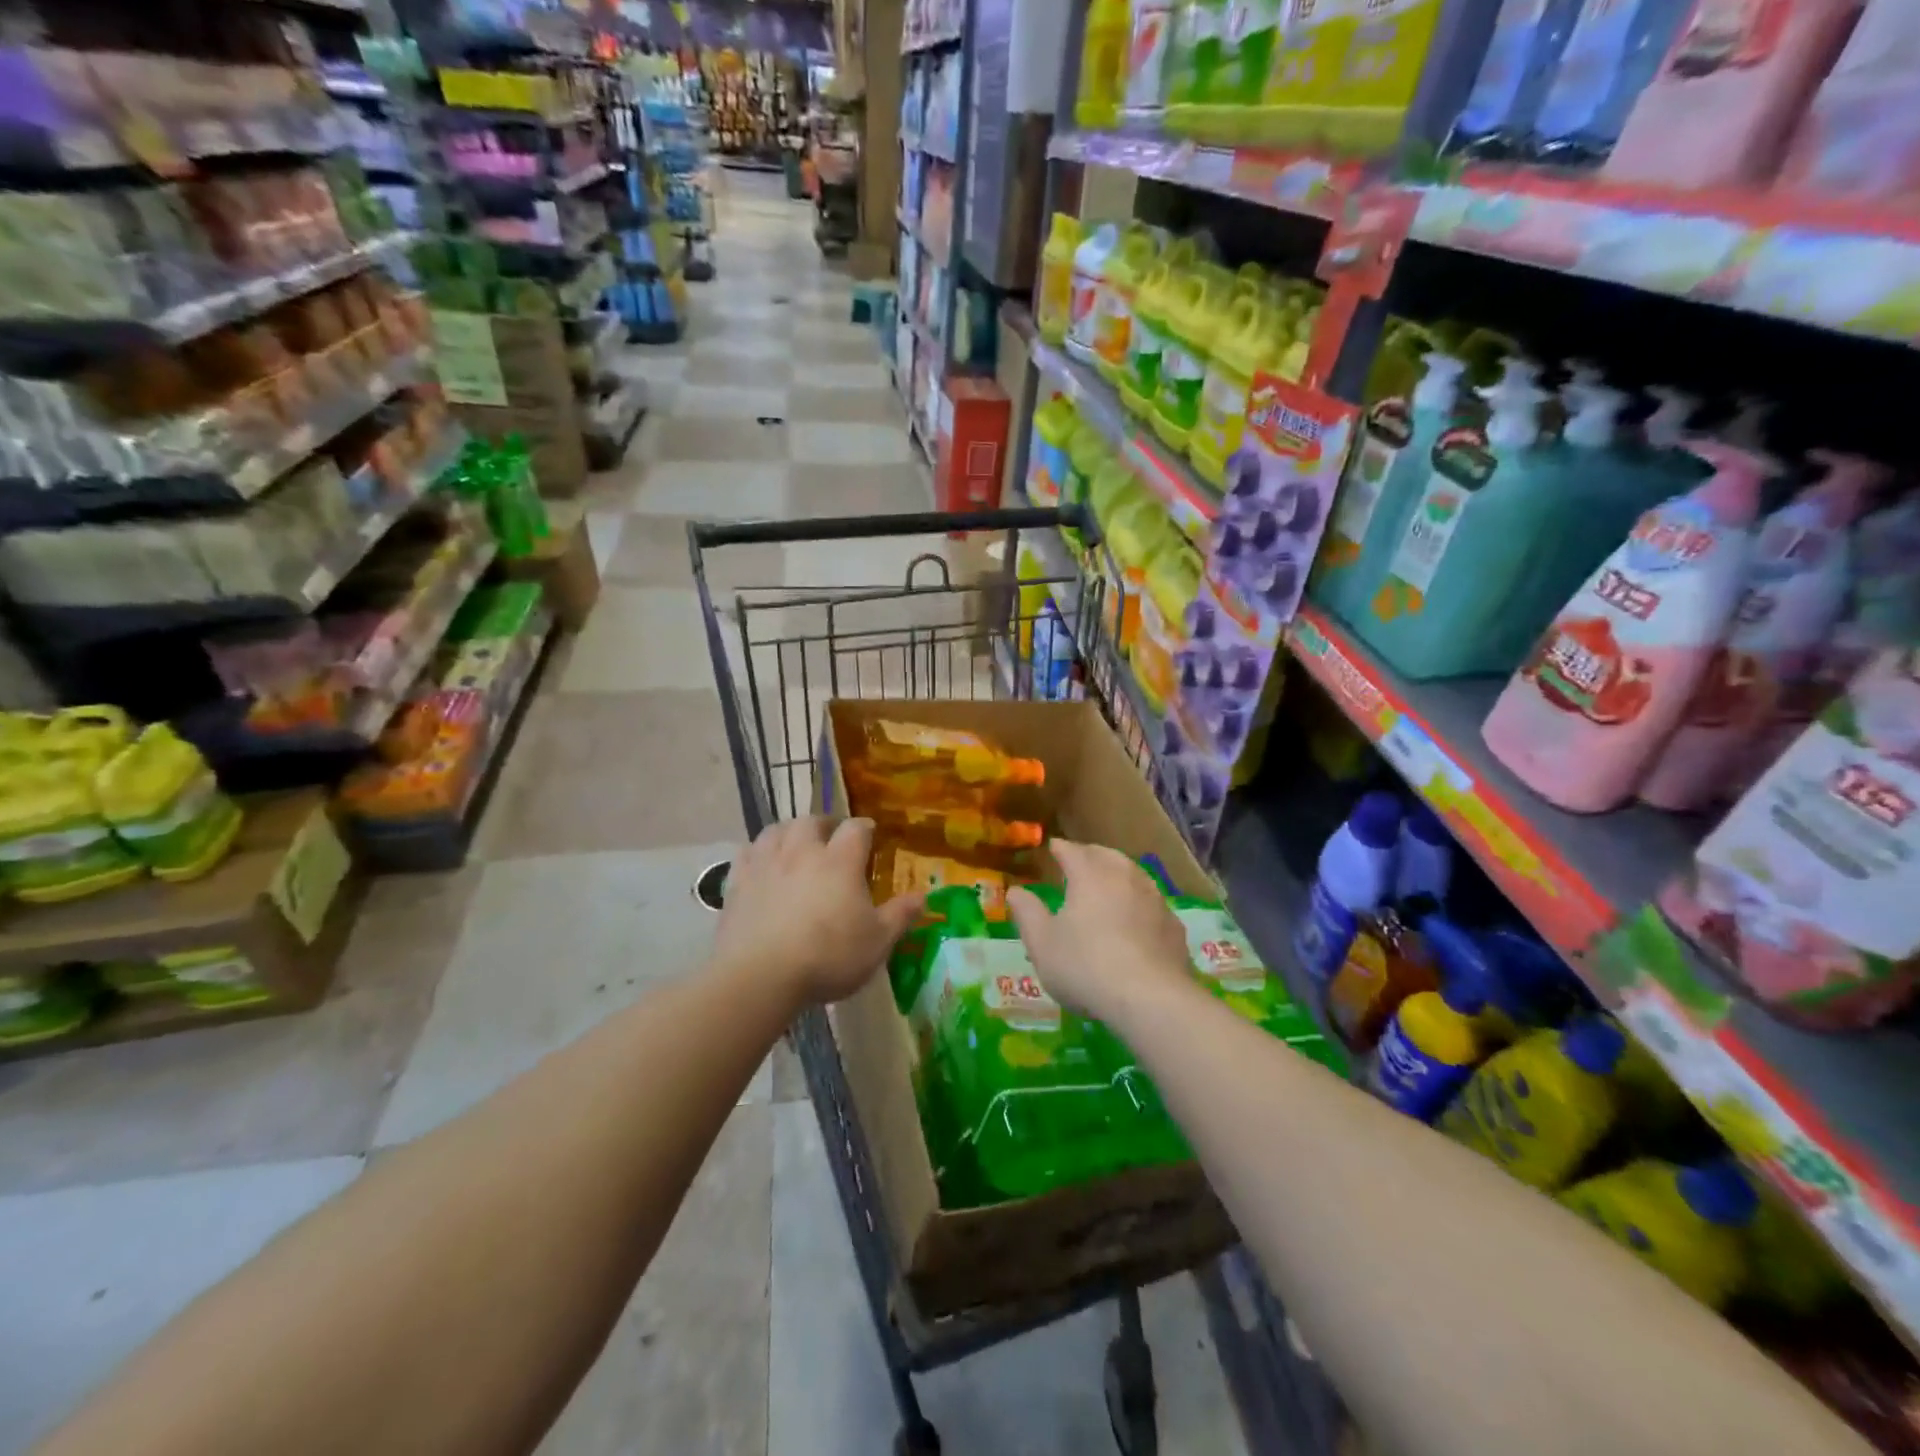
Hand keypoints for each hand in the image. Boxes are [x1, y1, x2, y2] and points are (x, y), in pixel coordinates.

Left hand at [714, 817, 925, 1006]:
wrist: (759, 976)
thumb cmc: (827, 957)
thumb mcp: (877, 942)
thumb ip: (900, 915)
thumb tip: (923, 896)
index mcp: (840, 861)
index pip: (856, 828)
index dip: (865, 828)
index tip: (870, 834)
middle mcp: (802, 851)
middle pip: (812, 821)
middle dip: (825, 824)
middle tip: (831, 837)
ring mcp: (766, 864)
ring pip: (776, 830)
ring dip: (789, 832)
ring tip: (796, 843)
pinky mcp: (737, 882)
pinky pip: (746, 852)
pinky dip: (757, 851)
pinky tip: (761, 862)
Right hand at [1005, 841, 1194, 1021]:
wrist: (1151, 999)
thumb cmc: (1085, 966)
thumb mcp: (1042, 943)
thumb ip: (1027, 913)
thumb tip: (1015, 891)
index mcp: (1090, 875)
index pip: (1072, 851)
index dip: (1060, 848)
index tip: (1052, 847)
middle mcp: (1124, 877)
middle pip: (1106, 855)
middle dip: (1090, 855)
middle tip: (1079, 860)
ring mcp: (1154, 899)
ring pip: (1133, 874)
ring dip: (1118, 874)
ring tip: (1107, 884)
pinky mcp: (1173, 925)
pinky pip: (1151, 902)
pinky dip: (1138, 901)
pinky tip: (1135, 917)